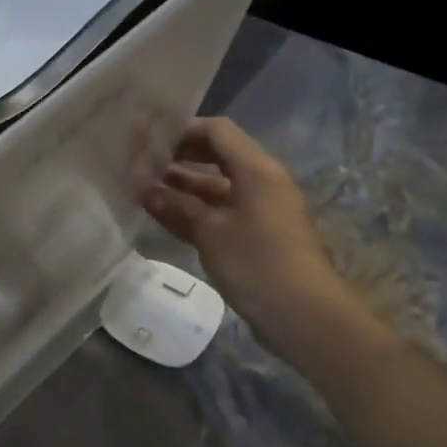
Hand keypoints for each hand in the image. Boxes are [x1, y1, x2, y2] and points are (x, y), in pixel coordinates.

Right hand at [144, 117, 366, 356]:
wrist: (304, 315)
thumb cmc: (257, 262)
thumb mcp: (210, 231)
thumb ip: (177, 207)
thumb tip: (148, 192)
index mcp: (257, 170)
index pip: (218, 131)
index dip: (184, 131)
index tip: (150, 142)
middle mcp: (262, 182)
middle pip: (218, 156)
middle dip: (180, 158)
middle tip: (142, 164)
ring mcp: (261, 210)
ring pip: (218, 186)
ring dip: (184, 187)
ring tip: (144, 190)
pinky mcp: (258, 235)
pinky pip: (223, 211)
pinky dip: (196, 210)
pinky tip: (165, 217)